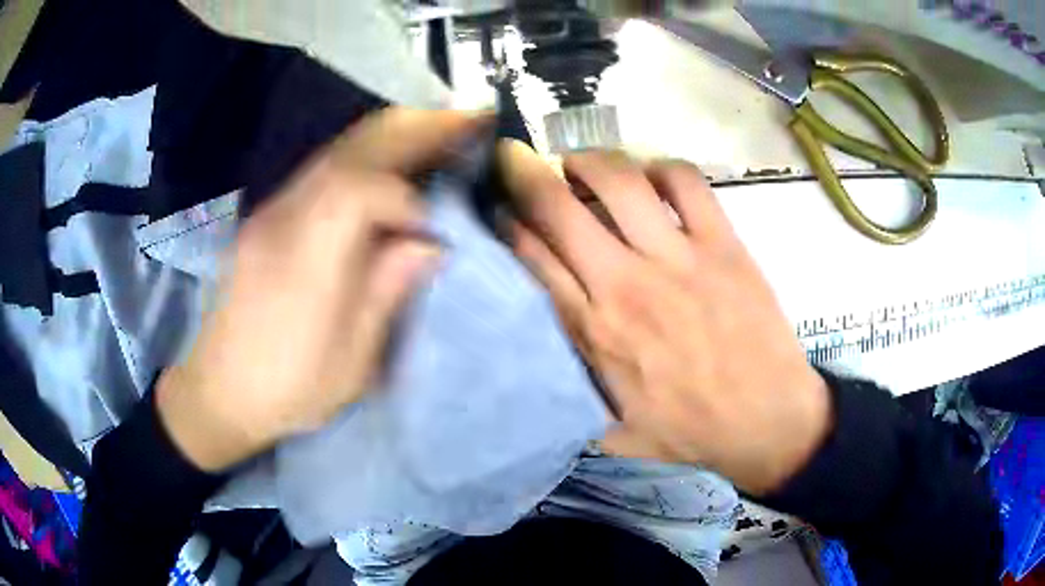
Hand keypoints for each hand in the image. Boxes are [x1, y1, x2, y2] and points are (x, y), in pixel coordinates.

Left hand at [157, 108, 489, 471]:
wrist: (216, 390)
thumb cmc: (286, 389)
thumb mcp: (348, 364)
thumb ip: (387, 294)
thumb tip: (429, 243)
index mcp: (303, 261)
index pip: (358, 190)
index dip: (406, 199)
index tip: (432, 231)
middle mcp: (283, 219)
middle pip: (350, 149)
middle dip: (413, 133)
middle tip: (465, 125)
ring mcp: (271, 211)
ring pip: (337, 150)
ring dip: (393, 138)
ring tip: (440, 135)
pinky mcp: (267, 216)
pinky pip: (325, 168)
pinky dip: (367, 156)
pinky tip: (391, 166)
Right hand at [498, 143, 830, 494]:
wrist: (765, 421)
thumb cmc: (687, 429)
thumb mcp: (608, 428)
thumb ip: (566, 389)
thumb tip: (532, 351)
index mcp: (593, 330)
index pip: (530, 255)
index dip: (504, 221)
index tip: (497, 207)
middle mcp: (625, 282)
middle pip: (557, 205)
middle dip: (523, 172)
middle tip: (515, 159)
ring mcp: (678, 257)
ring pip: (618, 179)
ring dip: (588, 161)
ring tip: (580, 165)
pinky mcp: (722, 243)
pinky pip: (685, 181)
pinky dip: (660, 168)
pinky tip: (651, 179)